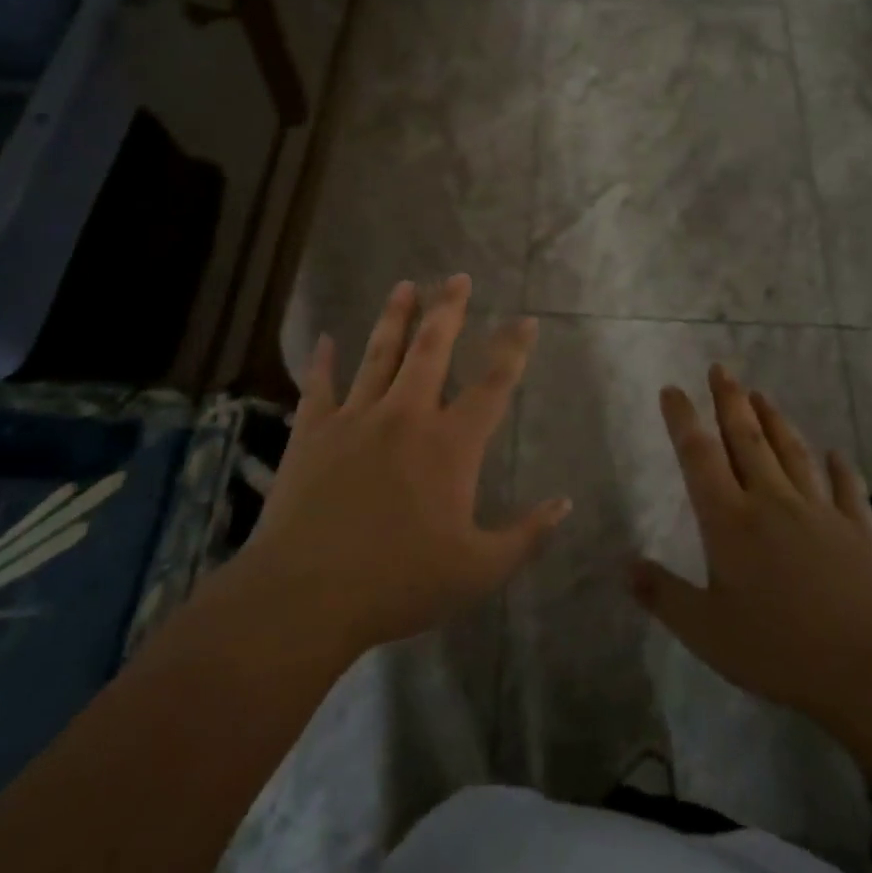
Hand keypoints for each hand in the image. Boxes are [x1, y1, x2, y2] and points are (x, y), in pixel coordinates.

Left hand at [237, 275, 569, 661]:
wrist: (306, 595)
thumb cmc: (399, 583)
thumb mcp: (478, 571)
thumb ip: (525, 536)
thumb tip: (565, 504)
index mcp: (450, 445)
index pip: (492, 386)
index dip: (512, 350)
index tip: (525, 320)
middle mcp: (405, 416)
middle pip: (431, 350)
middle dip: (448, 310)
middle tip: (457, 277)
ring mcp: (355, 419)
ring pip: (379, 354)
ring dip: (394, 317)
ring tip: (405, 285)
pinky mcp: (313, 433)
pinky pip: (319, 386)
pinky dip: (322, 361)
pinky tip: (326, 339)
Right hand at [629, 366, 871, 723]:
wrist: (870, 669)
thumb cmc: (778, 649)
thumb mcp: (706, 631)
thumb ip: (663, 595)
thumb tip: (624, 565)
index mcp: (730, 520)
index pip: (700, 456)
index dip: (683, 420)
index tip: (673, 389)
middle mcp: (772, 501)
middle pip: (747, 439)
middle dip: (730, 401)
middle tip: (720, 369)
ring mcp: (820, 511)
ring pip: (792, 452)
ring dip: (775, 420)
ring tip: (761, 395)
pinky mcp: (859, 529)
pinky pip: (847, 488)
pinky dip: (841, 468)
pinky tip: (837, 454)